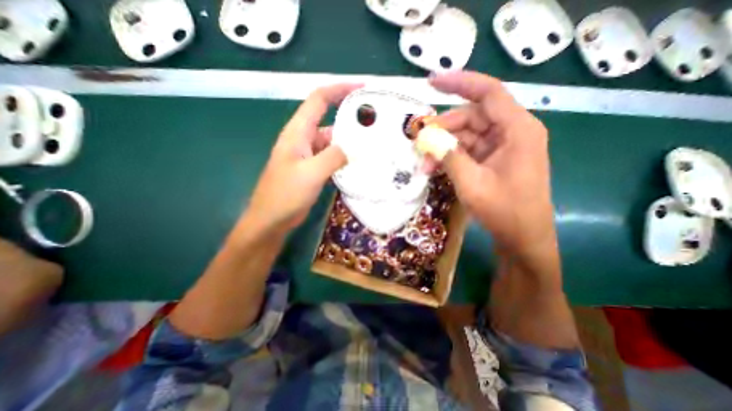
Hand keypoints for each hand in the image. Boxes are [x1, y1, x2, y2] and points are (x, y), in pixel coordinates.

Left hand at [244, 84, 360, 233]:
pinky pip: (331, 156)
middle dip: (349, 117)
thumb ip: (333, 157)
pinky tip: (358, 162)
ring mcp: (308, 154)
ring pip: (332, 140)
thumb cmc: (285, 194)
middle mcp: (303, 138)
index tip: (362, 88)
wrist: (272, 218)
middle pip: (328, 119)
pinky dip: (344, 156)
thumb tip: (351, 148)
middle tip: (374, 121)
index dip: (339, 89)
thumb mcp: (311, 173)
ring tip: (371, 142)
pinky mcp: (313, 168)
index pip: (319, 99)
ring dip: (349, 140)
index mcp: (298, 132)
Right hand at [429, 72, 555, 255]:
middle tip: (420, 143)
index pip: (488, 93)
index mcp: (517, 129)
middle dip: (443, 129)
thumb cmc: (504, 210)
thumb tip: (428, 139)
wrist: (522, 236)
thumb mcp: (472, 183)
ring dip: (444, 147)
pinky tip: (435, 168)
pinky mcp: (494, 159)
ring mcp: (502, 146)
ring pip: (466, 135)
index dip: (460, 82)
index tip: (432, 82)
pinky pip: (468, 150)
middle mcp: (511, 132)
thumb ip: (450, 157)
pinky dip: (450, 156)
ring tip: (425, 164)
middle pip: (471, 116)